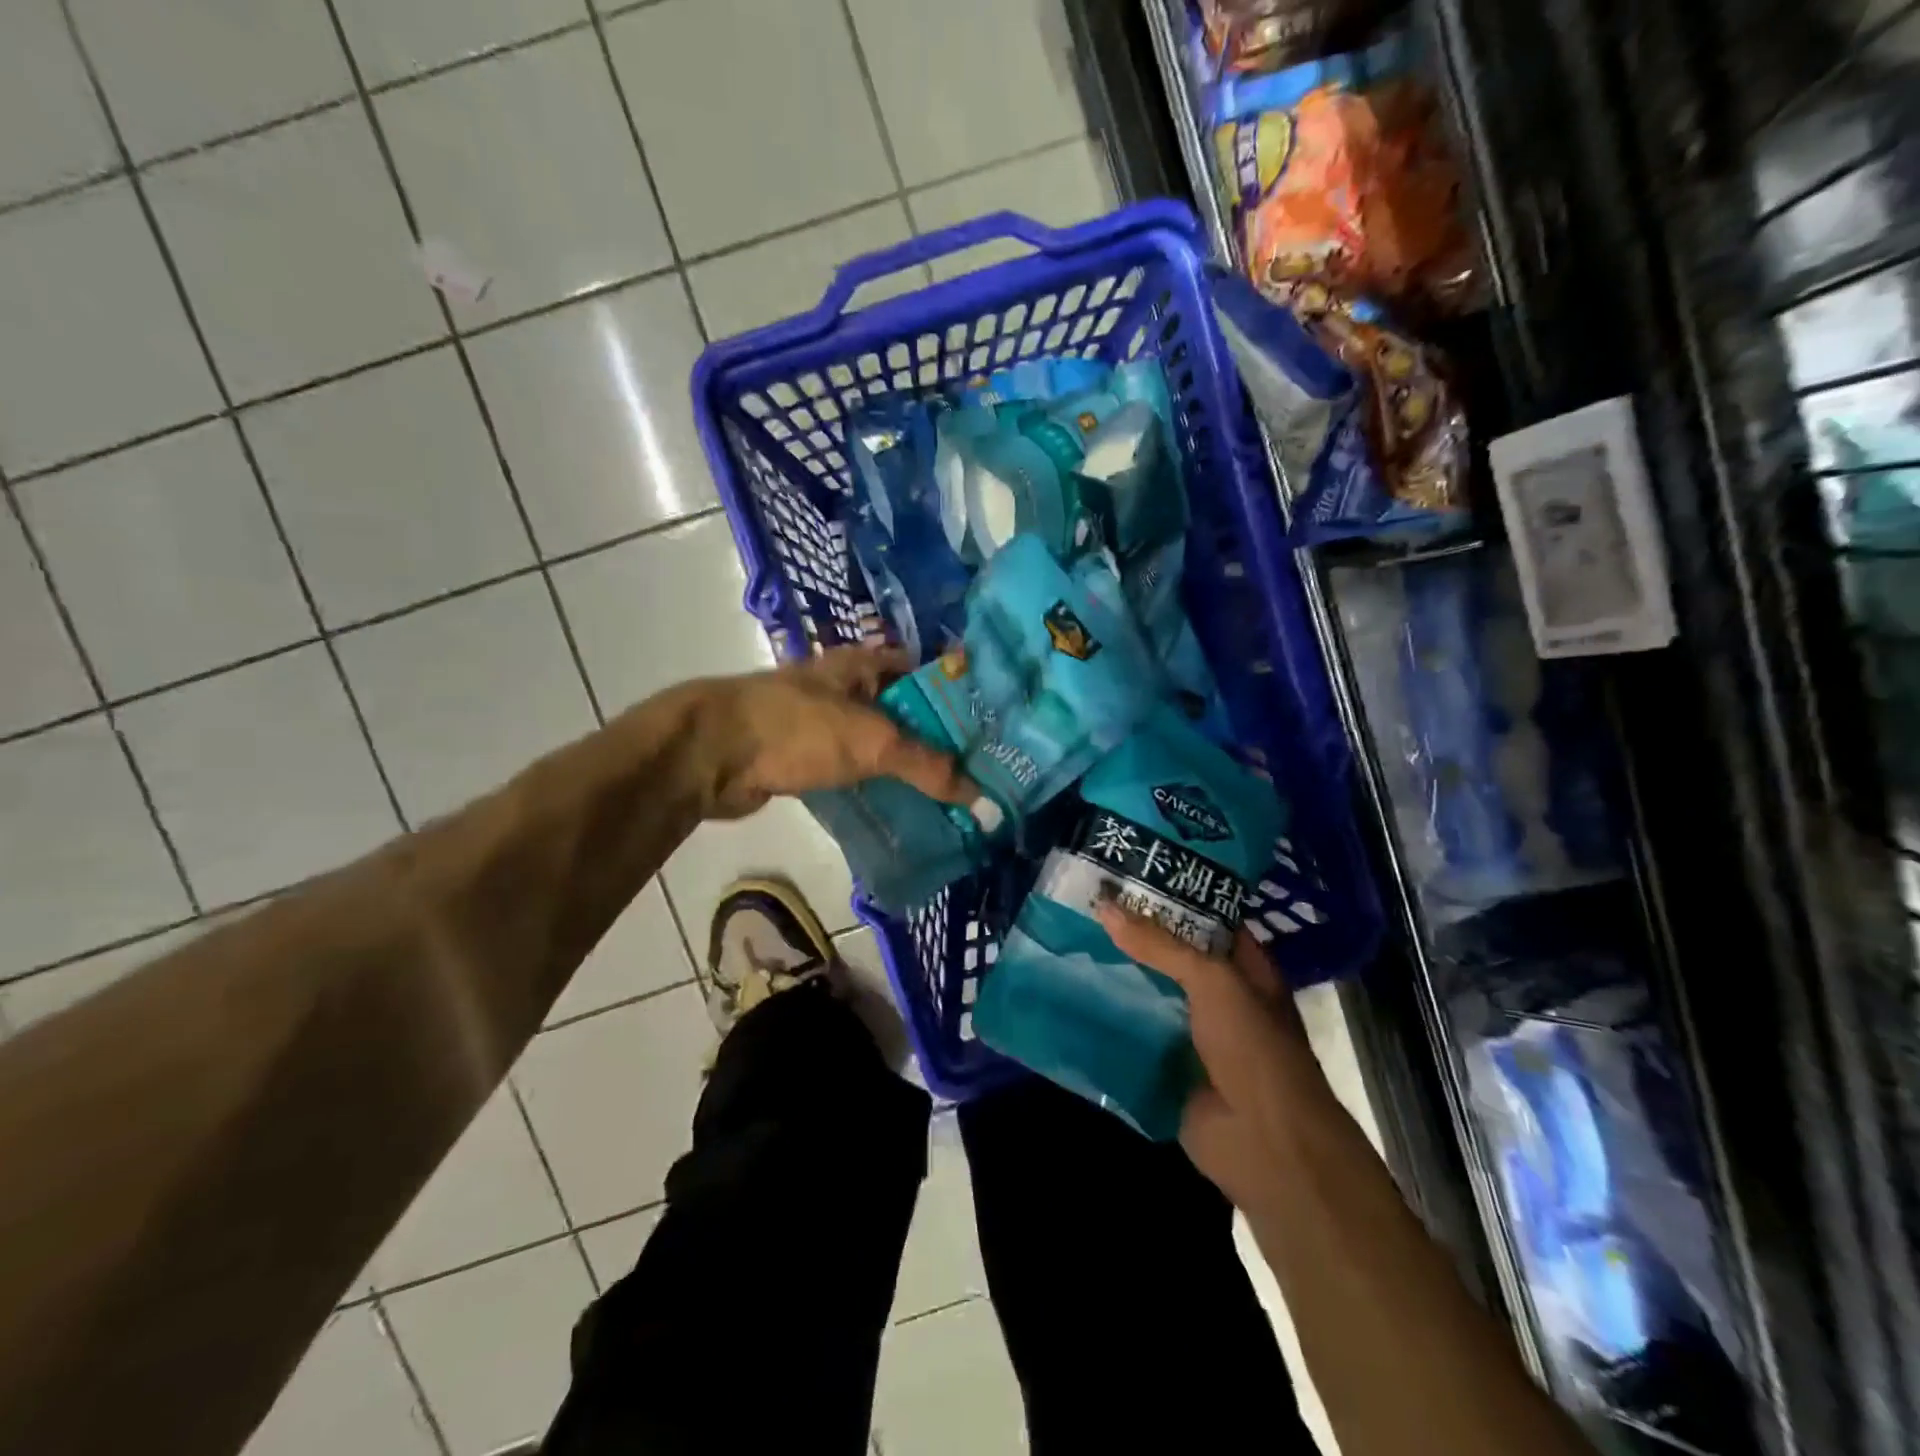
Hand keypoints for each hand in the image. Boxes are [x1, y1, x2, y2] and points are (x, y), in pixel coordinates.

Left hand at [693, 645, 977, 819]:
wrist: (712, 753)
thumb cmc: (797, 728)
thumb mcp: (872, 741)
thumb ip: (927, 765)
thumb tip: (980, 794)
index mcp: (863, 665)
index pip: (925, 673)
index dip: (958, 696)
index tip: (991, 729)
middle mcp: (846, 688)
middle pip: (904, 711)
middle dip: (937, 739)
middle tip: (978, 772)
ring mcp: (823, 723)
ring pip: (879, 743)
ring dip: (907, 767)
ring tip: (950, 796)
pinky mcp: (805, 757)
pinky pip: (854, 770)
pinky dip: (876, 785)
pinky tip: (902, 808)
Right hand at [1096, 904, 1322, 1213]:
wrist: (1265, 1145)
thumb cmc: (1254, 1049)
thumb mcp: (1213, 981)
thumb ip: (1160, 945)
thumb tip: (1106, 907)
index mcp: (1243, 967)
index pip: (1204, 918)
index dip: (1171, 896)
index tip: (1125, 873)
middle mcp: (1218, 995)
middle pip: (1169, 955)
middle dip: (1132, 935)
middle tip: (1083, 904)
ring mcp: (1191, 1033)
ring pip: (1147, 993)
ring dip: (1115, 976)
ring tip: (1066, 941)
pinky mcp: (1166, 1066)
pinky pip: (1132, 1035)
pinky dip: (1106, 1020)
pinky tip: (1068, 996)